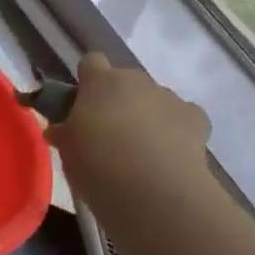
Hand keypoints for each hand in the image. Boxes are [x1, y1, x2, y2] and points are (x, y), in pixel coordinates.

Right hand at [46, 54, 212, 207]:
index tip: (82, 107)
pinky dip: (178, 130)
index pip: (91, 63)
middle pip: (125, 82)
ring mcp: (168, 96)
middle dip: (119, 102)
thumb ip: (65, 134)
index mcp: (100, 82)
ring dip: (148, 116)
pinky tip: (173, 155)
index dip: (87, 82)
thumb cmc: (99, 168)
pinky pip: (184, 116)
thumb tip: (59, 129)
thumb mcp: (69, 154)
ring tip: (144, 154)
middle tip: (111, 136)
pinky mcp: (195, 116)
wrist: (153, 191)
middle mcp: (135, 80)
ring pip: (154, 99)